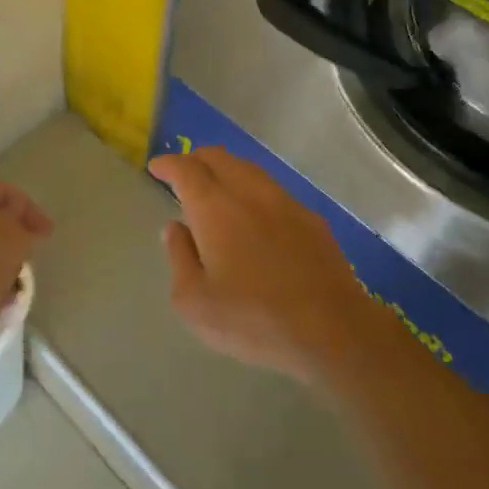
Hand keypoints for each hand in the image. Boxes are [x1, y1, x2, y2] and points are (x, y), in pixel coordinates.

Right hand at [149, 147, 373, 385]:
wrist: (331, 330)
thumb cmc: (253, 319)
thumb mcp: (195, 302)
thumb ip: (179, 258)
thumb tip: (175, 228)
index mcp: (215, 208)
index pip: (186, 169)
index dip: (168, 165)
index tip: (156, 168)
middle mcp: (249, 193)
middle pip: (218, 158)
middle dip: (195, 159)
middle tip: (183, 173)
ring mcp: (284, 202)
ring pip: (248, 169)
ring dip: (226, 170)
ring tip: (216, 187)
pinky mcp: (311, 219)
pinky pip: (273, 190)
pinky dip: (253, 190)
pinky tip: (254, 212)